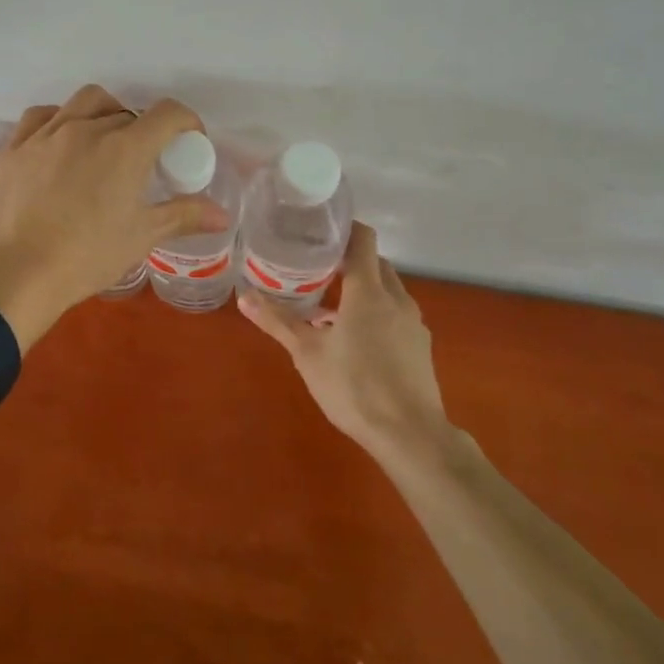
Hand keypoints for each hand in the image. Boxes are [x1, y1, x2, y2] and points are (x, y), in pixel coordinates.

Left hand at [0, 85, 230, 349]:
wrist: (14, 274)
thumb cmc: (86, 256)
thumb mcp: (141, 237)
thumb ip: (183, 216)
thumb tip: (222, 214)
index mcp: (125, 148)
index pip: (167, 114)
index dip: (186, 122)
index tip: (188, 142)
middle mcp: (87, 128)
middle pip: (126, 113)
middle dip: (142, 131)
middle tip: (142, 162)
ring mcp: (47, 134)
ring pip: (84, 102)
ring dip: (104, 113)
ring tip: (103, 142)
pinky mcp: (15, 146)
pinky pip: (41, 116)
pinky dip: (59, 120)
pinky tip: (59, 142)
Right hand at [237, 222, 454, 461]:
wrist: (411, 435)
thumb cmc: (354, 387)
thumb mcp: (307, 353)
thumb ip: (278, 321)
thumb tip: (243, 296)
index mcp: (369, 291)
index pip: (363, 239)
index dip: (344, 228)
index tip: (319, 230)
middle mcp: (396, 298)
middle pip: (375, 263)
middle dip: (349, 260)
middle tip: (315, 265)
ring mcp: (413, 322)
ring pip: (387, 289)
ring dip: (361, 288)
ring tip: (328, 303)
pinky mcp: (419, 345)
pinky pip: (395, 313)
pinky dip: (375, 311)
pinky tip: (352, 337)